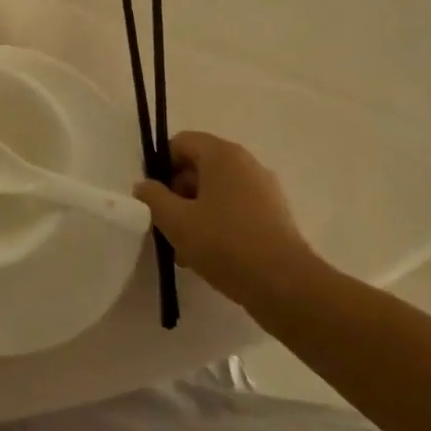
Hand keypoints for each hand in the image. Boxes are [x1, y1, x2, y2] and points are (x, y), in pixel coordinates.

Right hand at [134, 132, 322, 309]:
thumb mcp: (176, 221)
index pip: (180, 143)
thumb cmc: (225, 245)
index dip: (160, 167)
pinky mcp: (275, 215)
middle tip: (168, 226)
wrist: (286, 286)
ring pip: (217, 191)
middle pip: (198, 166)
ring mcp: (264, 189)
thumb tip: (144, 186)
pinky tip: (211, 256)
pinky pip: (236, 208)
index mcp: (222, 154)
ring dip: (196, 212)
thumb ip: (153, 198)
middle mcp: (246, 163)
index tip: (155, 199)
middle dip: (178, 193)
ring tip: (187, 249)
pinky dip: (219, 224)